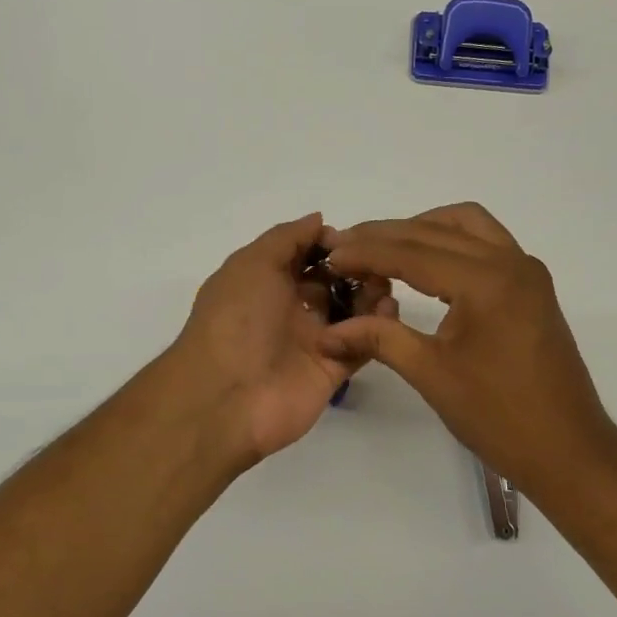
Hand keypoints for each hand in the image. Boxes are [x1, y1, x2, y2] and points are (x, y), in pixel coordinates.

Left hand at [170, 213, 395, 463]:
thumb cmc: (236, 320)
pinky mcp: (333, 368)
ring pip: (352, 309)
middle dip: (356, 267)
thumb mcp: (252, 264)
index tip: (354, 238)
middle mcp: (289, 308)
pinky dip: (378, 327)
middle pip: (331, 281)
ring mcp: (312, 339)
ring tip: (385, 285)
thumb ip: (287, 238)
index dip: (328, 243)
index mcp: (265, 282)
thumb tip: (319, 220)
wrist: (227, 396)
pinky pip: (362, 342)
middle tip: (379, 262)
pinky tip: (388, 311)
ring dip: (370, 293)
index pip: (303, 255)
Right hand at [319, 203, 616, 496]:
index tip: (329, 255)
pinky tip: (425, 264)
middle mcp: (511, 262)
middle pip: (437, 229)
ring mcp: (527, 271)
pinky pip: (487, 243)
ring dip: (423, 228)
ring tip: (383, 247)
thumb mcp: (431, 374)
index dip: (367, 252)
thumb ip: (380, 339)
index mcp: (487, 282)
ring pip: (467, 225)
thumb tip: (327, 333)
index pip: (413, 253)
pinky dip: (451, 241)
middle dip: (388, 234)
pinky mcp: (532, 285)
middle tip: (346, 245)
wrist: (567, 449)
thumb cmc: (498, 417)